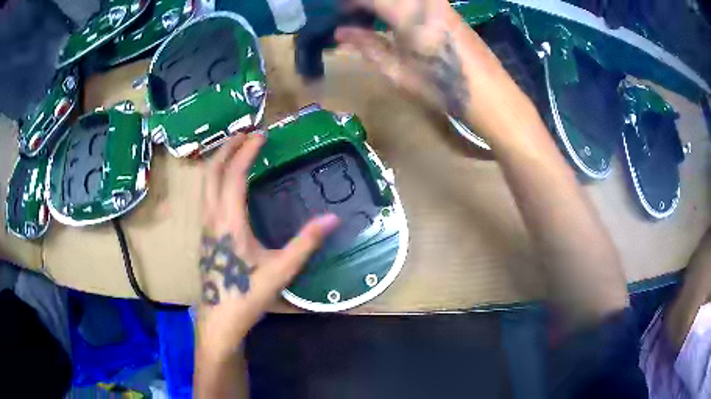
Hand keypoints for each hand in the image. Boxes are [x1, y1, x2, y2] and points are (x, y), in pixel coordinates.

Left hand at [197, 133, 338, 357]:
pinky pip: (206, 194)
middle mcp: (212, 217)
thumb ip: (306, 242)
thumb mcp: (281, 270)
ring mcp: (205, 226)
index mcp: (229, 221)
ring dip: (219, 161)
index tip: (262, 136)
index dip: (247, 152)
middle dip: (227, 148)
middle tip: (245, 133)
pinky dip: (216, 177)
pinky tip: (228, 181)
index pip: (234, 175)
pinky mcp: (205, 234)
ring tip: (236, 149)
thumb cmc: (247, 295)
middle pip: (212, 172)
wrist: (220, 320)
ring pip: (205, 183)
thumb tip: (333, 218)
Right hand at [336, 0, 471, 118]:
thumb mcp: (398, 71)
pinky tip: (396, 18)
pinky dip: (400, 5)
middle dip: (366, 2)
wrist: (489, 93)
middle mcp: (424, 1)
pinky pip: (417, 0)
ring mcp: (439, 2)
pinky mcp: (448, 7)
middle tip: (353, 15)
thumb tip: (340, 33)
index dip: (349, 3)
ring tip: (373, 18)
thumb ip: (367, 46)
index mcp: (408, 13)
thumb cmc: (441, 87)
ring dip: (384, 4)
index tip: (337, 13)